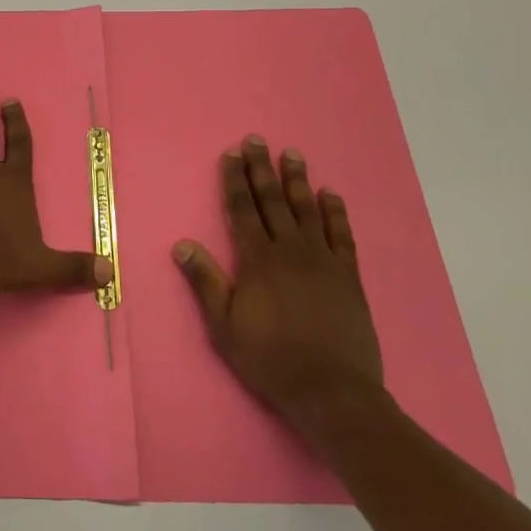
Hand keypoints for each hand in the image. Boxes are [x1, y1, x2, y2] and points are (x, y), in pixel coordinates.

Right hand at [174, 136, 385, 432]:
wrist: (331, 391)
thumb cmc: (270, 359)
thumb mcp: (224, 326)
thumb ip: (205, 281)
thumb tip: (181, 244)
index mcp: (257, 260)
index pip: (242, 210)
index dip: (235, 180)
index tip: (232, 154)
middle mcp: (289, 251)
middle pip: (272, 201)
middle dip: (262, 168)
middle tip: (258, 139)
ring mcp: (322, 261)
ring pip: (307, 210)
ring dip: (297, 180)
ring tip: (292, 154)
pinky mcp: (348, 277)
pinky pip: (341, 235)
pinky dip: (336, 213)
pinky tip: (331, 194)